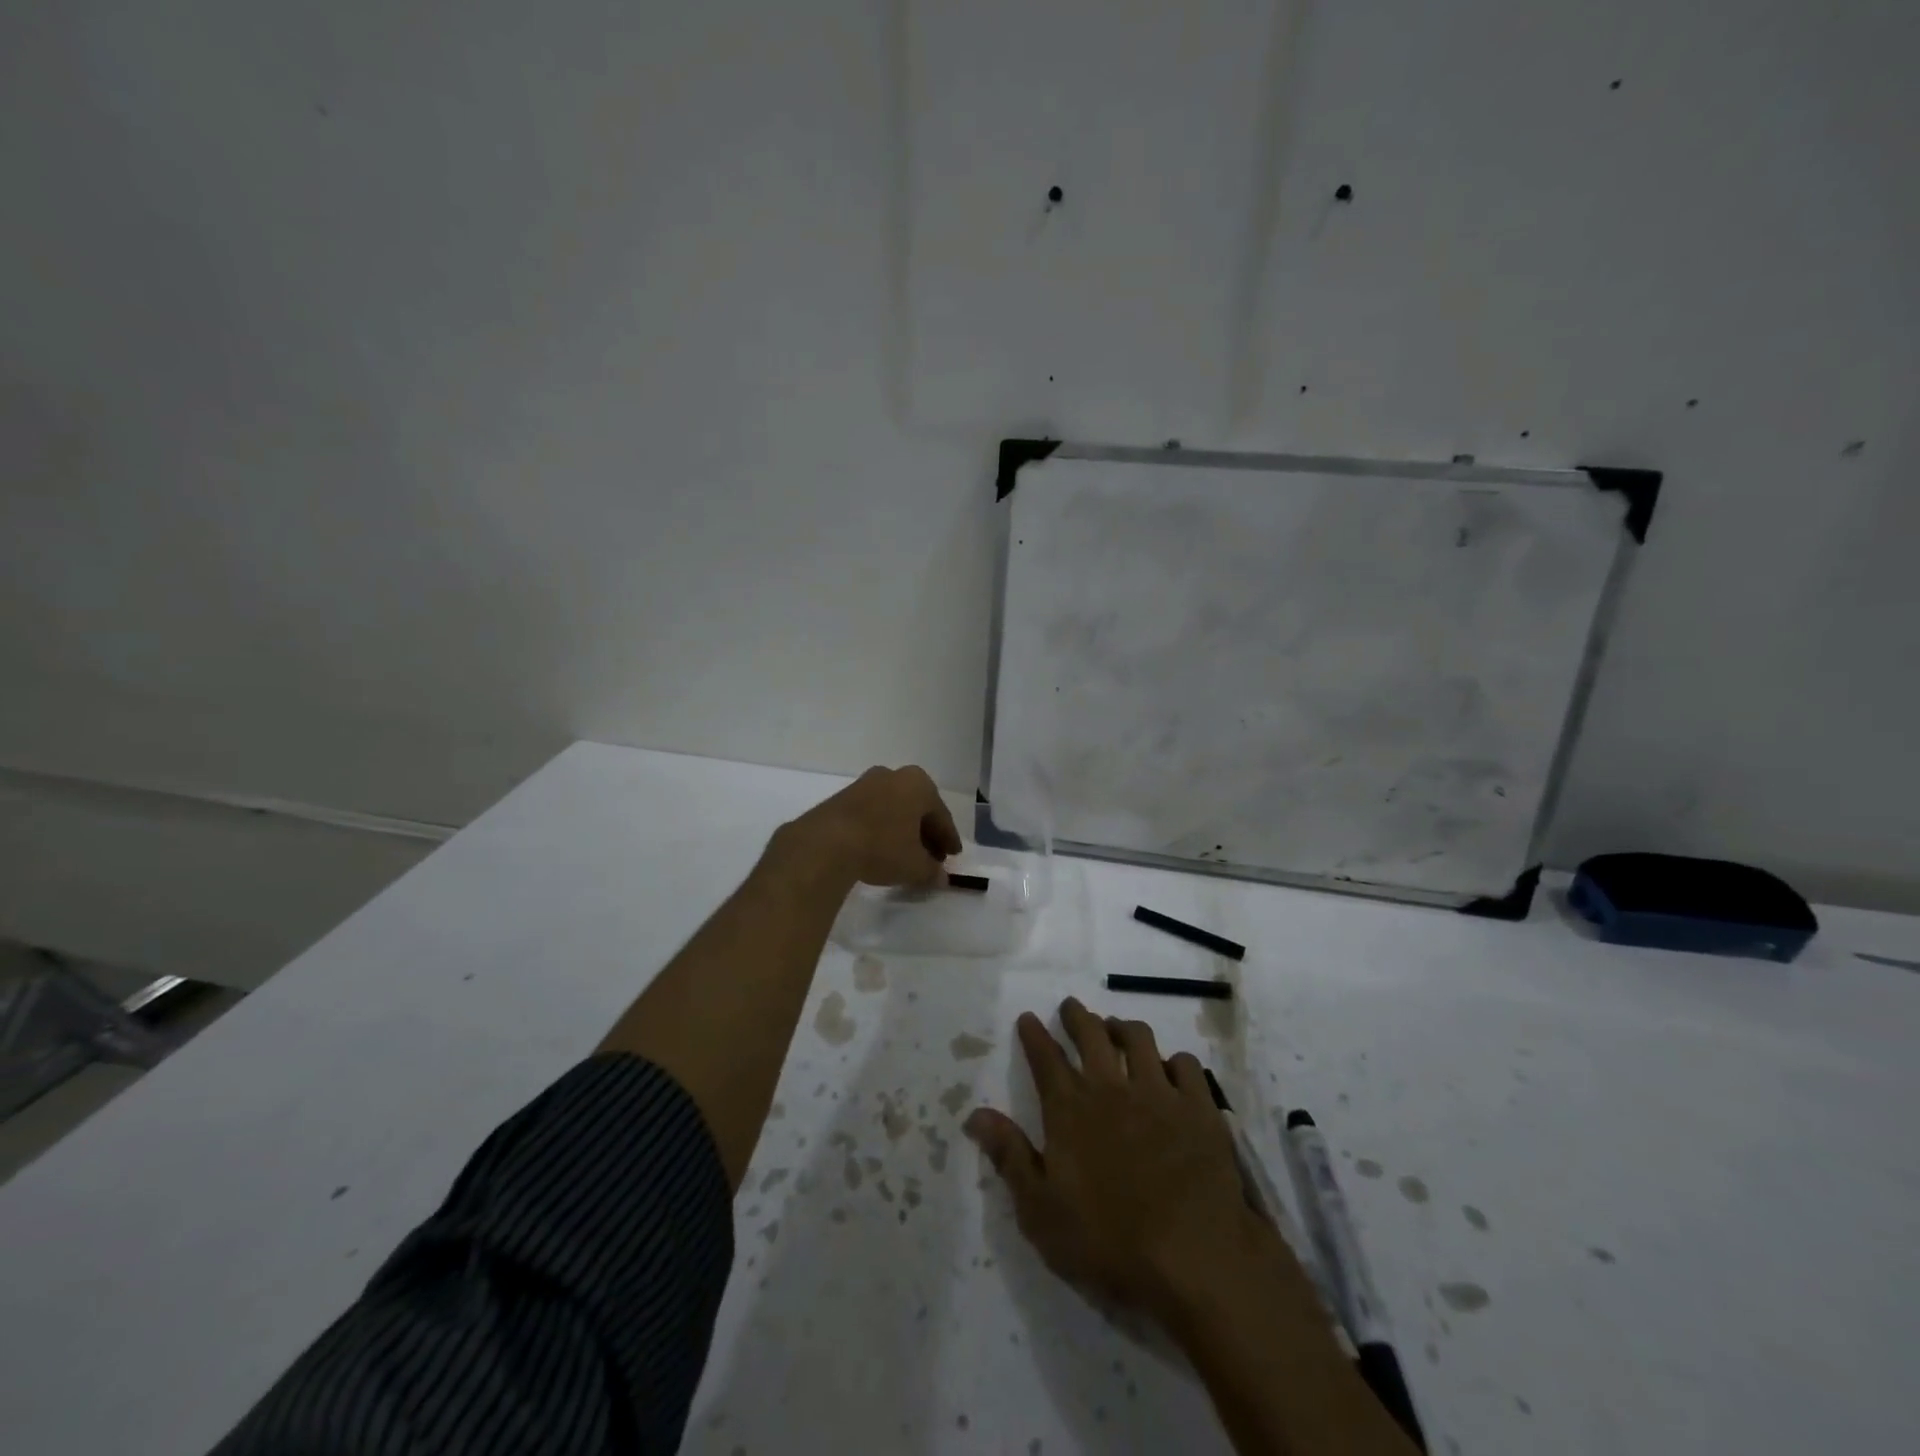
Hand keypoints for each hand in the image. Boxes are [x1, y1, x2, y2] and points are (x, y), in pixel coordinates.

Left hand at [781, 765, 962, 888]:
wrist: (825, 844)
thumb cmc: (881, 847)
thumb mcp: (915, 866)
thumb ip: (932, 871)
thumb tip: (941, 877)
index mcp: (918, 784)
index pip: (941, 816)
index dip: (948, 839)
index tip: (952, 857)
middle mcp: (893, 776)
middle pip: (917, 809)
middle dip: (926, 834)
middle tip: (932, 858)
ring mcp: (865, 784)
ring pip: (894, 809)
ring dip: (902, 831)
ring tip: (905, 856)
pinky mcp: (842, 797)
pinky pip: (873, 813)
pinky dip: (882, 829)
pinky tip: (880, 849)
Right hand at [965, 998, 1302, 1328]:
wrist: (1195, 1259)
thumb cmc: (1109, 1242)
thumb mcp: (1041, 1211)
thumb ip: (1009, 1156)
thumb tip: (975, 1114)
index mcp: (1070, 1110)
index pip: (1045, 1058)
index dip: (1034, 1035)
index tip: (1028, 1018)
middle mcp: (1112, 1088)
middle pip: (1092, 1035)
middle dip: (1077, 1016)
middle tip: (1071, 1007)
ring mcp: (1159, 1093)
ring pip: (1139, 1039)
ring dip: (1123, 1028)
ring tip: (1117, 1029)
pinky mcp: (1199, 1108)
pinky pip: (1186, 1065)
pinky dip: (1174, 1061)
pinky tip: (1171, 1069)